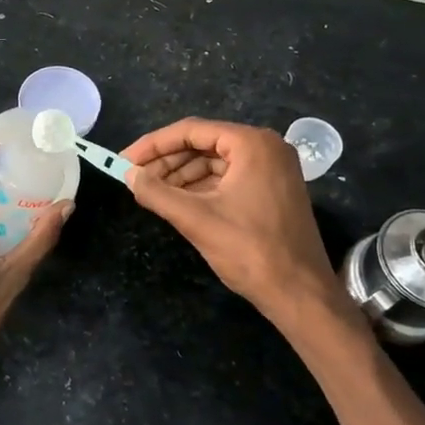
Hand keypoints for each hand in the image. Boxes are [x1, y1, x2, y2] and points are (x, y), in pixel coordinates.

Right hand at [123, 117, 339, 321]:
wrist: (300, 294)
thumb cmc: (250, 250)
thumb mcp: (196, 219)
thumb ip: (157, 192)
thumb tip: (128, 175)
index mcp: (252, 144)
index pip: (192, 131)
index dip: (153, 145)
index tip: (124, 160)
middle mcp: (266, 147)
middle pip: (204, 144)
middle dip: (167, 161)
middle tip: (134, 178)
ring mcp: (272, 169)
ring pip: (215, 162)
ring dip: (181, 175)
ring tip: (150, 191)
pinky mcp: (272, 190)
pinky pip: (228, 178)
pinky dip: (201, 187)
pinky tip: (176, 201)